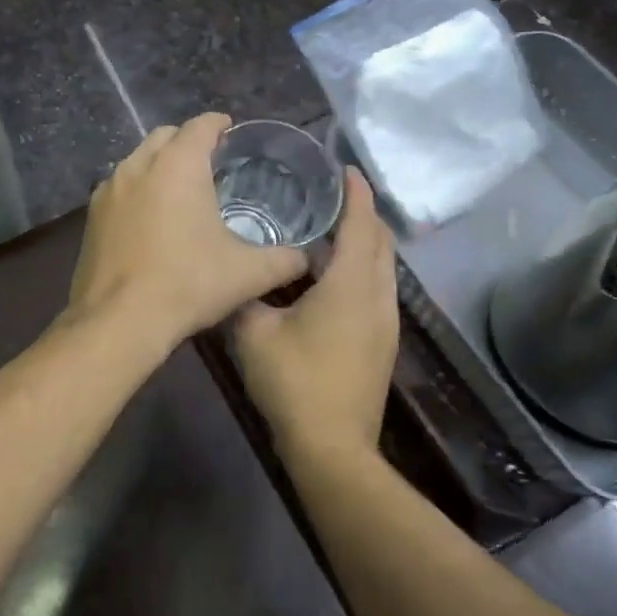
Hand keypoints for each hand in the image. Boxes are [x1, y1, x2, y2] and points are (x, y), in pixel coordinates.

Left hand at [67, 114, 307, 351]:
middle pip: (164, 137)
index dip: (218, 125)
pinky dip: (137, 190)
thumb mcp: (248, 274)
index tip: (229, 131)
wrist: (119, 320)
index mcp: (178, 166)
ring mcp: (108, 190)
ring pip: (137, 161)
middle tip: (209, 161)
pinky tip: (150, 218)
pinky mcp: (91, 216)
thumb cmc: (187, 285)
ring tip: (179, 188)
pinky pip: (119, 188)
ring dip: (159, 164)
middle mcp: (138, 166)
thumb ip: (284, 260)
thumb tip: (306, 258)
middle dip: (186, 141)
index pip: (200, 126)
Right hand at [234, 170, 398, 460]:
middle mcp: (377, 297)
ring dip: (364, 242)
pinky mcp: (381, 343)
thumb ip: (243, 297)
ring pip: (382, 267)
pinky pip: (377, 288)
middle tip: (331, 193)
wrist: (333, 447)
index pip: (361, 225)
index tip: (344, 168)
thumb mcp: (254, 333)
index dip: (356, 193)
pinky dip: (361, 268)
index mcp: (350, 285)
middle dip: (363, 213)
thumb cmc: (295, 383)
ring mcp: (385, 323)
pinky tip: (331, 274)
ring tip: (329, 227)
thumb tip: (231, 277)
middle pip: (380, 242)